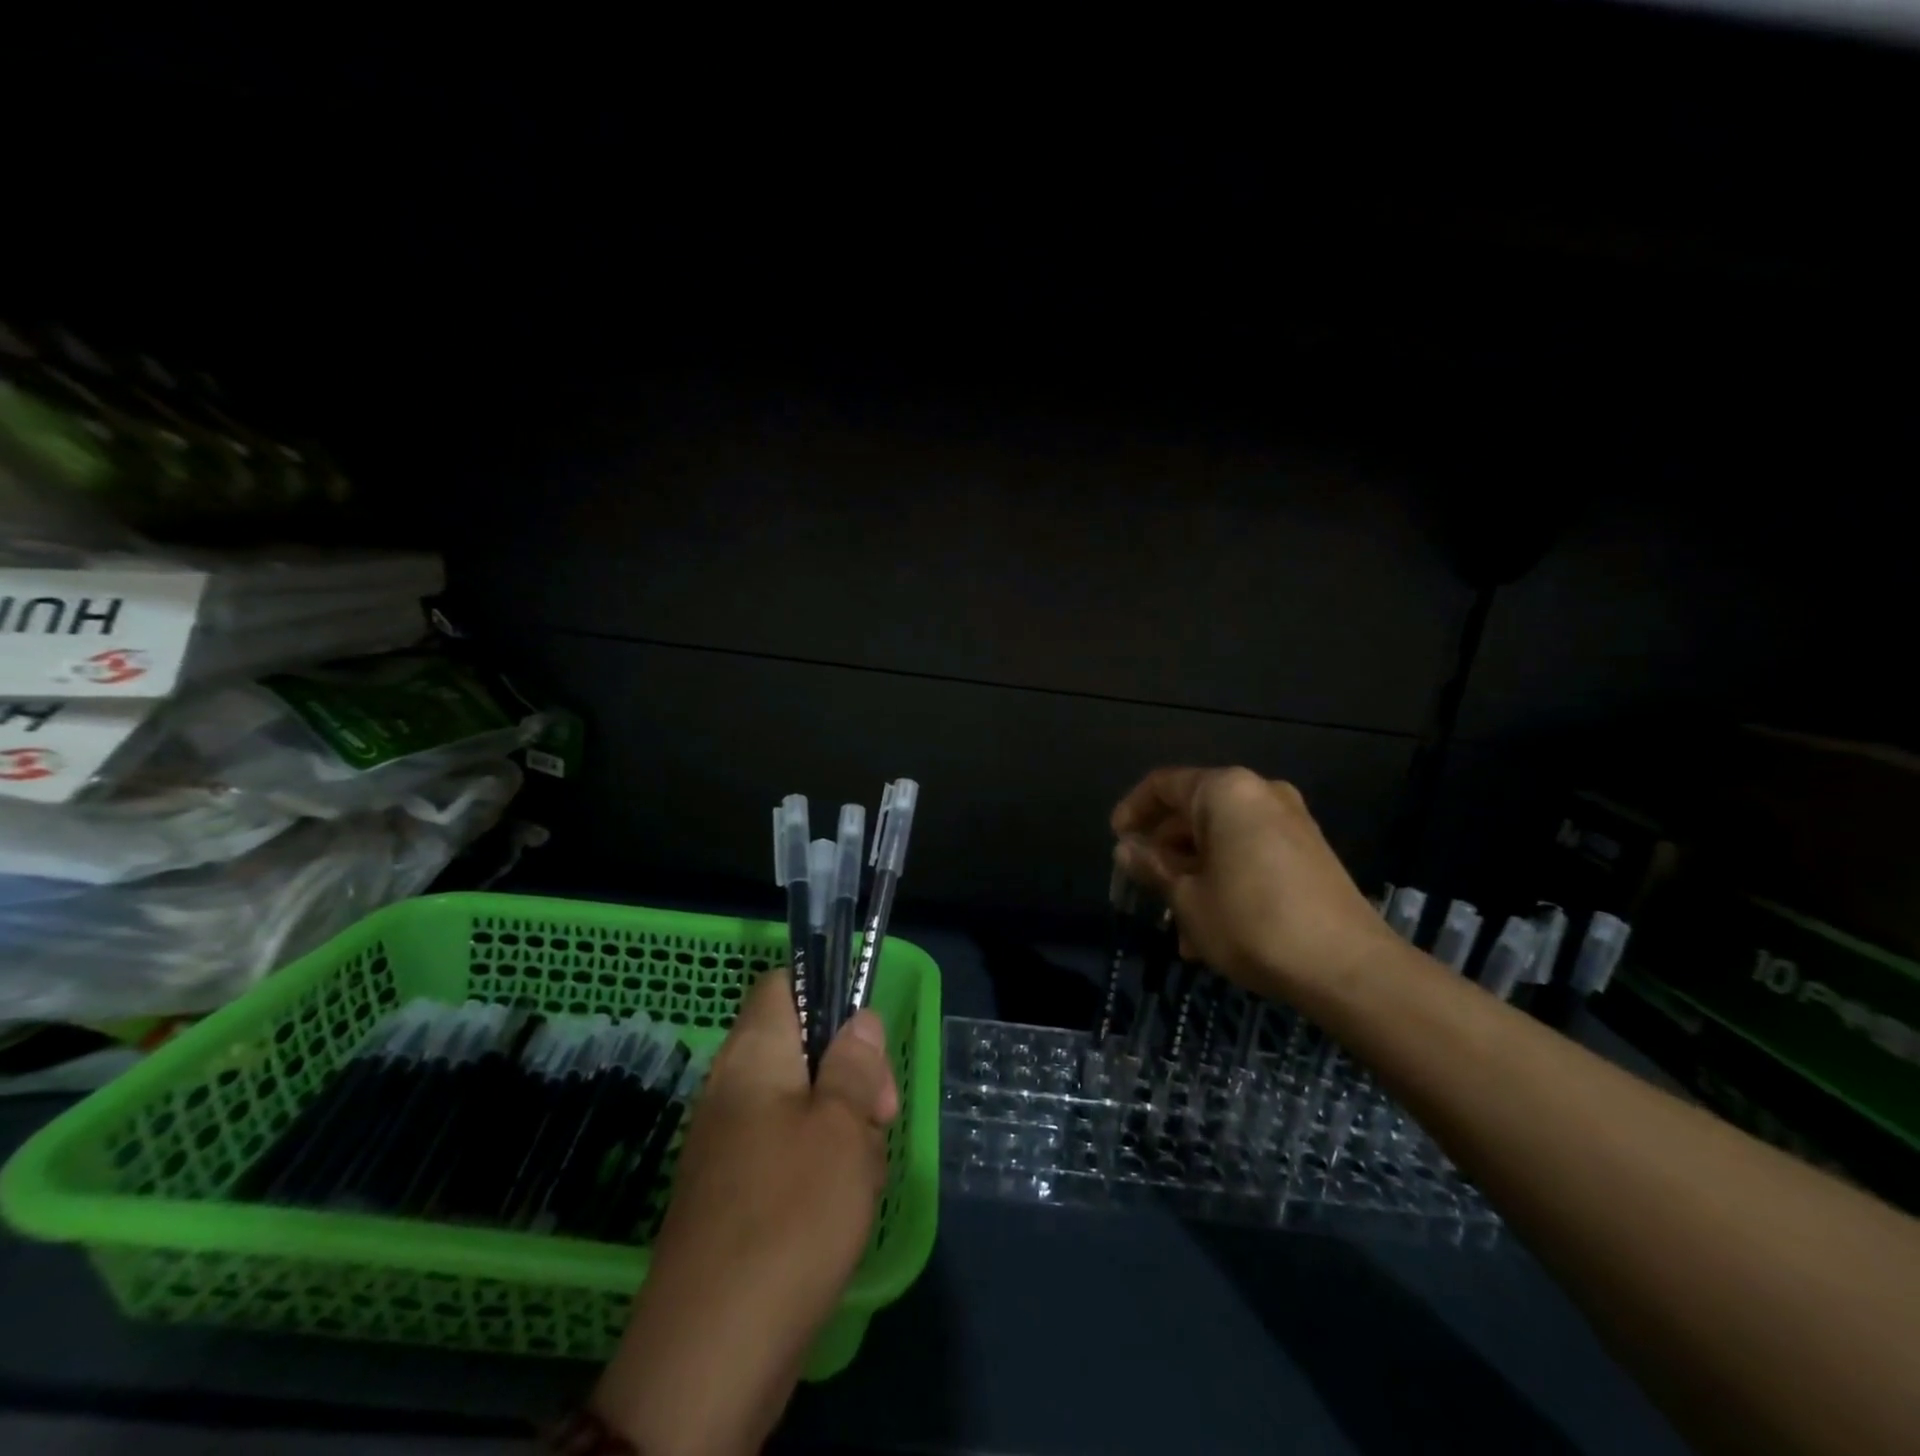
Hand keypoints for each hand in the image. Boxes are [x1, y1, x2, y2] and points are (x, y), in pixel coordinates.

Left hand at [593, 971, 897, 1455]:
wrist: (711, 1356)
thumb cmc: (789, 1215)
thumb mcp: (843, 1127)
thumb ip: (854, 1064)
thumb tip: (859, 1020)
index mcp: (753, 1055)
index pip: (783, 984)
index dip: (827, 991)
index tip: (865, 1041)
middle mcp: (733, 1088)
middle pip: (802, 1046)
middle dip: (851, 1073)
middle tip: (880, 1117)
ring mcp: (729, 1144)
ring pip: (803, 1104)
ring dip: (844, 1127)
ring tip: (862, 1172)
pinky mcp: (734, 1194)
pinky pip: (788, 1153)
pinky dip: (822, 1167)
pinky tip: (841, 1208)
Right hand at [1110, 766, 1392, 999]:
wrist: (1348, 968)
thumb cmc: (1251, 923)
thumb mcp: (1187, 898)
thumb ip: (1152, 866)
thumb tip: (1125, 848)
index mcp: (1226, 792)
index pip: (1163, 785)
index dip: (1133, 811)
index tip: (1116, 843)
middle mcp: (1260, 794)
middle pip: (1194, 812)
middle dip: (1165, 852)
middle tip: (1144, 890)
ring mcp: (1290, 822)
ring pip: (1222, 839)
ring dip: (1193, 874)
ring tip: (1178, 925)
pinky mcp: (1308, 853)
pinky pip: (1250, 854)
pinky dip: (1224, 878)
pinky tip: (1212, 929)